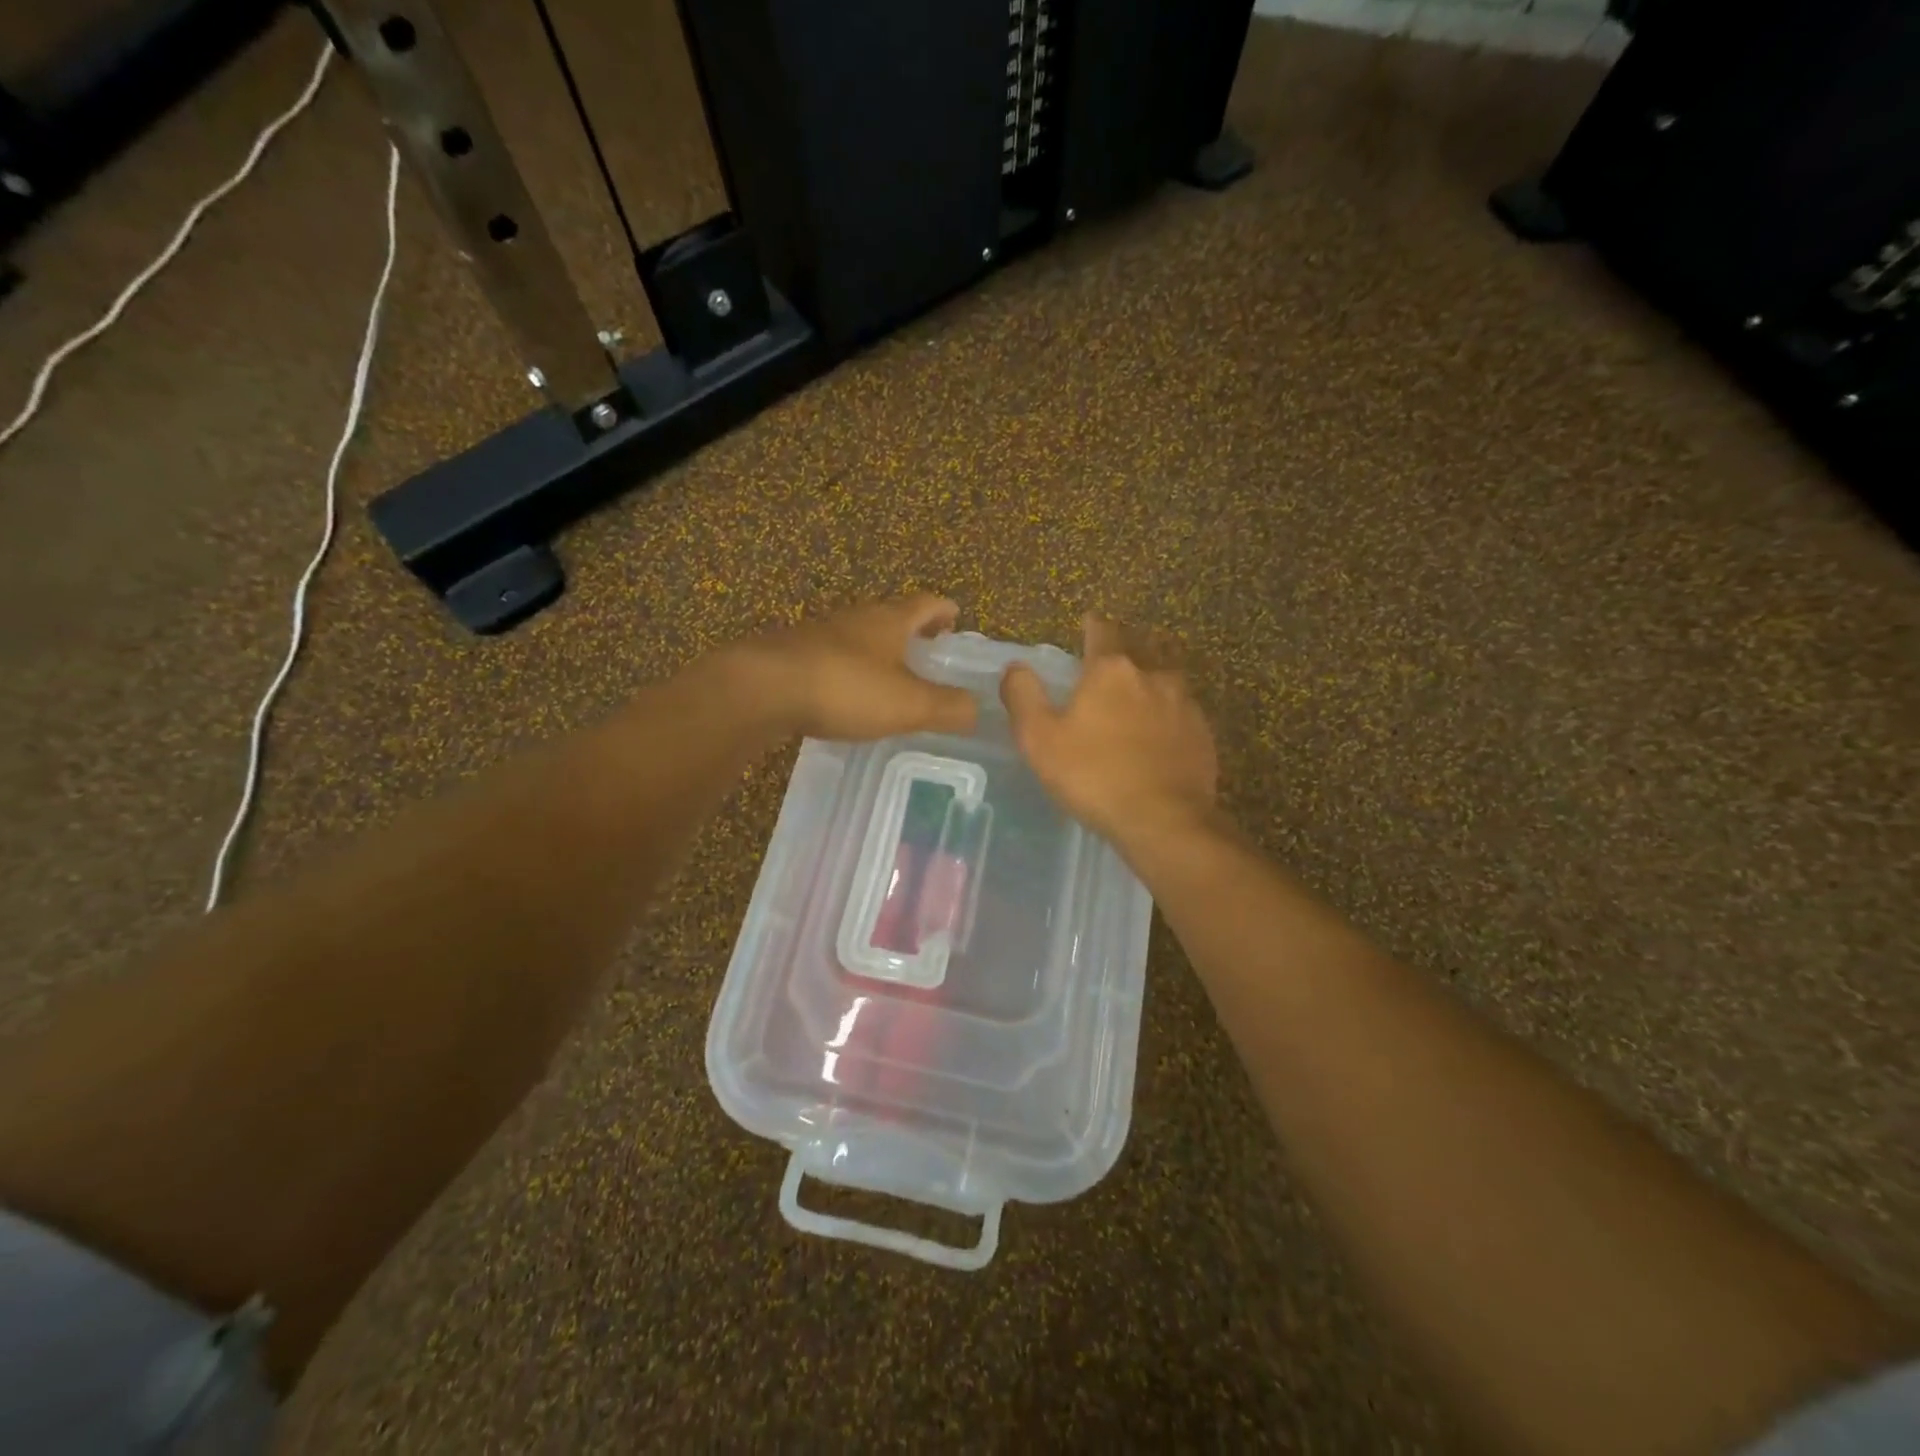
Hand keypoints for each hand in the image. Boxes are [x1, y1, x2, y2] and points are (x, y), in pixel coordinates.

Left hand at [733, 596, 978, 741]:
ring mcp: (819, 635)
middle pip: (891, 616)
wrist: (762, 688)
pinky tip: (847, 695)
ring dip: (878, 650)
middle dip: (912, 631)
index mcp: (889, 621)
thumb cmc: (845, 688)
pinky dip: (849, 670)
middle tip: (929, 651)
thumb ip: (948, 707)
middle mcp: (855, 619)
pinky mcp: (792, 656)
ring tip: (891, 676)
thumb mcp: (909, 704)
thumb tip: (980, 709)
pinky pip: (832, 658)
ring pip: (859, 636)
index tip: (956, 618)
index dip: (944, 610)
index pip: (926, 604)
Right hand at [1000, 616, 1218, 852]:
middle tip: (1111, 657)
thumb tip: (1015, 668)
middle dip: (1125, 647)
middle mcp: (1152, 675)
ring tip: (1138, 693)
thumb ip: (1023, 697)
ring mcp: (1184, 704)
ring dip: (1150, 679)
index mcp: (1111, 670)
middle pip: (1139, 648)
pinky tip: (1160, 732)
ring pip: (1165, 678)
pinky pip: (1182, 712)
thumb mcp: (1039, 739)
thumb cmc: (1093, 775)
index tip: (1088, 620)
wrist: (1163, 819)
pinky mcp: (1203, 734)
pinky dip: (1168, 714)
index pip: (1102, 631)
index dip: (1093, 624)